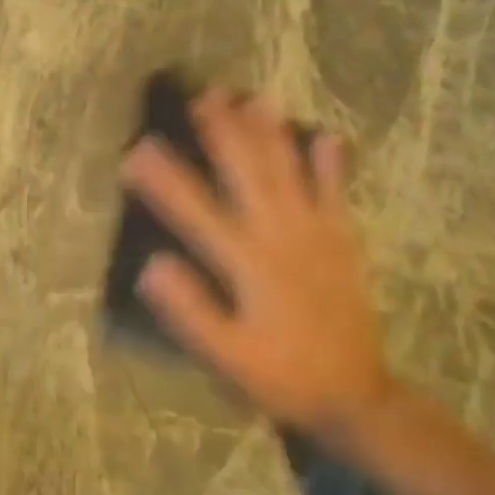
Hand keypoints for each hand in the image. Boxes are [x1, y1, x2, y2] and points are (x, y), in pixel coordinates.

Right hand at [120, 88, 395, 438]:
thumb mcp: (228, 358)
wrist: (359, 399)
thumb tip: (151, 265)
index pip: (195, 211)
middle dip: (223, 132)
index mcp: (247, 263)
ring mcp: (317, 235)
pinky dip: (331, 164)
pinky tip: (326, 136)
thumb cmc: (282, 376)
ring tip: (254, 98)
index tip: (136, 150)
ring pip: (290, 172)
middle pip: (247, 173)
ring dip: (270, 134)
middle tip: (203, 95)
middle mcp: (281, 236)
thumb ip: (191, 312)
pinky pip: (337, 194)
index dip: (163, 179)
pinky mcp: (344, 241)